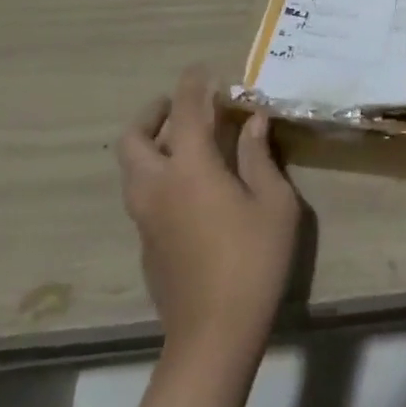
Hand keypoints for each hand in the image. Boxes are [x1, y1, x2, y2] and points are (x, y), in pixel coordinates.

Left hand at [116, 68, 301, 366]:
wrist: (213, 337)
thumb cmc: (253, 261)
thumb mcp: (273, 204)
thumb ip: (259, 157)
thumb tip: (253, 120)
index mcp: (190, 169)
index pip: (186, 111)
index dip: (193, 84)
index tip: (203, 69)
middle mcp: (157, 186)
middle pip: (134, 138)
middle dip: (153, 113)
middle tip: (180, 106)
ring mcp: (145, 218)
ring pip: (132, 167)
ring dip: (151, 143)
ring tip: (186, 141)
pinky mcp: (145, 244)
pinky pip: (141, 193)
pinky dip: (156, 173)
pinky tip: (189, 186)